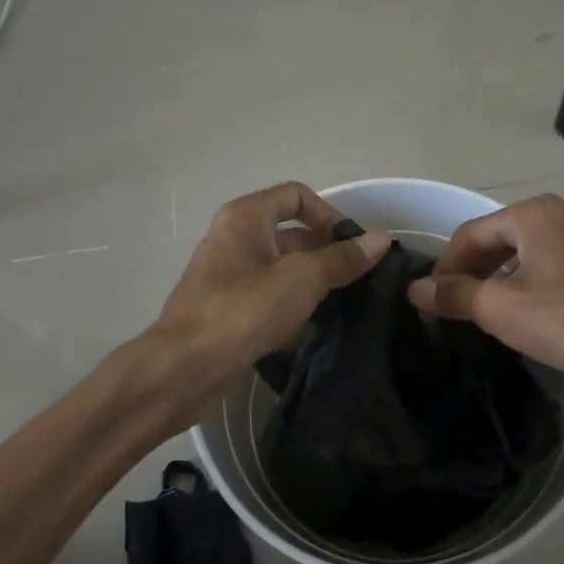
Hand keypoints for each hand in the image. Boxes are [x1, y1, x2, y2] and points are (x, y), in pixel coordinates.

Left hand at [154, 181, 389, 391]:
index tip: (354, 246)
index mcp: (246, 217)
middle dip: (327, 254)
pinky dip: (293, 308)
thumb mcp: (302, 279)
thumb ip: (342, 259)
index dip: (329, 215)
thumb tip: (380, 240)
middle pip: (292, 234)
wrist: (184, 368)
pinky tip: (315, 330)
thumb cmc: (243, 310)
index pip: (297, 196)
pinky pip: (269, 298)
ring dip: (314, 284)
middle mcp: (234, 238)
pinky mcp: (228, 310)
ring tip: (344, 306)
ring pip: (283, 270)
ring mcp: (228, 276)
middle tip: (359, 280)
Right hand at [407, 195, 563, 393]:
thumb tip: (417, 288)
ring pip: (531, 252)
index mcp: (535, 213)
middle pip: (502, 238)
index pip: (471, 234)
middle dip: (475, 272)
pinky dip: (535, 282)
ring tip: (491, 313)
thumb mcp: (502, 309)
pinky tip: (534, 313)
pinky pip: (558, 263)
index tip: (432, 303)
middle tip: (457, 309)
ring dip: (504, 278)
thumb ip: (455, 294)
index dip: (445, 268)